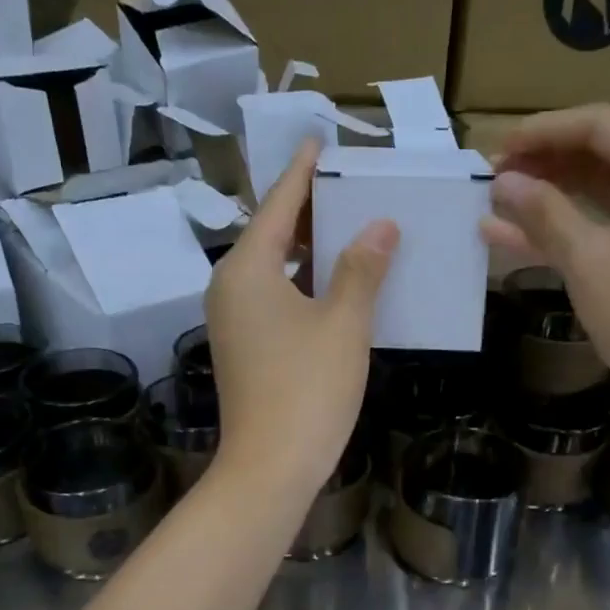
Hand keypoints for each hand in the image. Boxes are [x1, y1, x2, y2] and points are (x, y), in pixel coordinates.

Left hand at [205, 139, 397, 497]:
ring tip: (350, 229)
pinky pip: (273, 297)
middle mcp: (229, 287)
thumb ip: (361, 268)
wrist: (270, 467)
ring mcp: (232, 320)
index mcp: (246, 269)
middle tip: (350, 187)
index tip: (319, 142)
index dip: (303, 172)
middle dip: (309, 210)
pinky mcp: (243, 347)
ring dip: (308, 249)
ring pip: (272, 268)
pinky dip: (303, 283)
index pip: (277, 204)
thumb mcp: (344, 323)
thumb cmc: (308, 388)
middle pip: (270, 233)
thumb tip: (380, 225)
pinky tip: (337, 284)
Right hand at [482, 104, 609, 425]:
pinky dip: (572, 226)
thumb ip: (543, 212)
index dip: (542, 131)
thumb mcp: (588, 261)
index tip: (495, 149)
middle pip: (604, 152)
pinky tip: (516, 235)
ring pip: (605, 189)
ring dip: (553, 194)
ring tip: (498, 202)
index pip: (600, 125)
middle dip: (545, 162)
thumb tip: (502, 181)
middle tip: (492, 177)